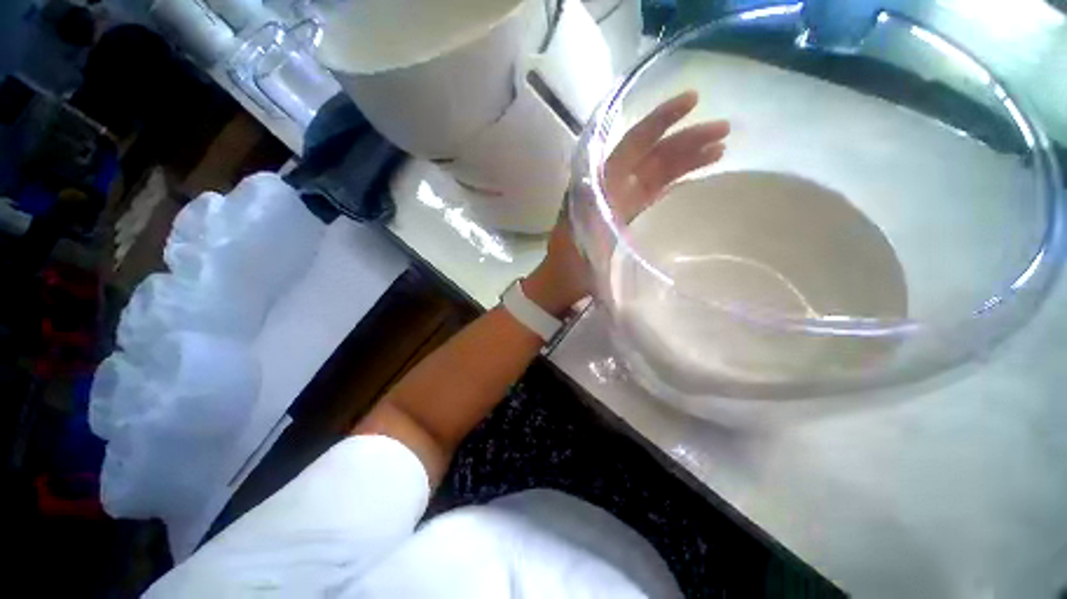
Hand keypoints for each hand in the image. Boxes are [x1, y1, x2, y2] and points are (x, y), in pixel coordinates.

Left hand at [524, 91, 729, 315]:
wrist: (564, 281)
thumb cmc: (573, 261)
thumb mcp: (589, 233)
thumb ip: (609, 206)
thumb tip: (639, 182)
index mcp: (600, 183)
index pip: (634, 143)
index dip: (661, 120)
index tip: (693, 100)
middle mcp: (611, 184)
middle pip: (652, 154)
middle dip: (686, 138)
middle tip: (725, 129)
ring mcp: (622, 199)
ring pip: (658, 170)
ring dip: (687, 158)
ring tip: (721, 148)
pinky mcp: (629, 214)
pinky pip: (655, 190)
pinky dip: (677, 180)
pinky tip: (698, 174)